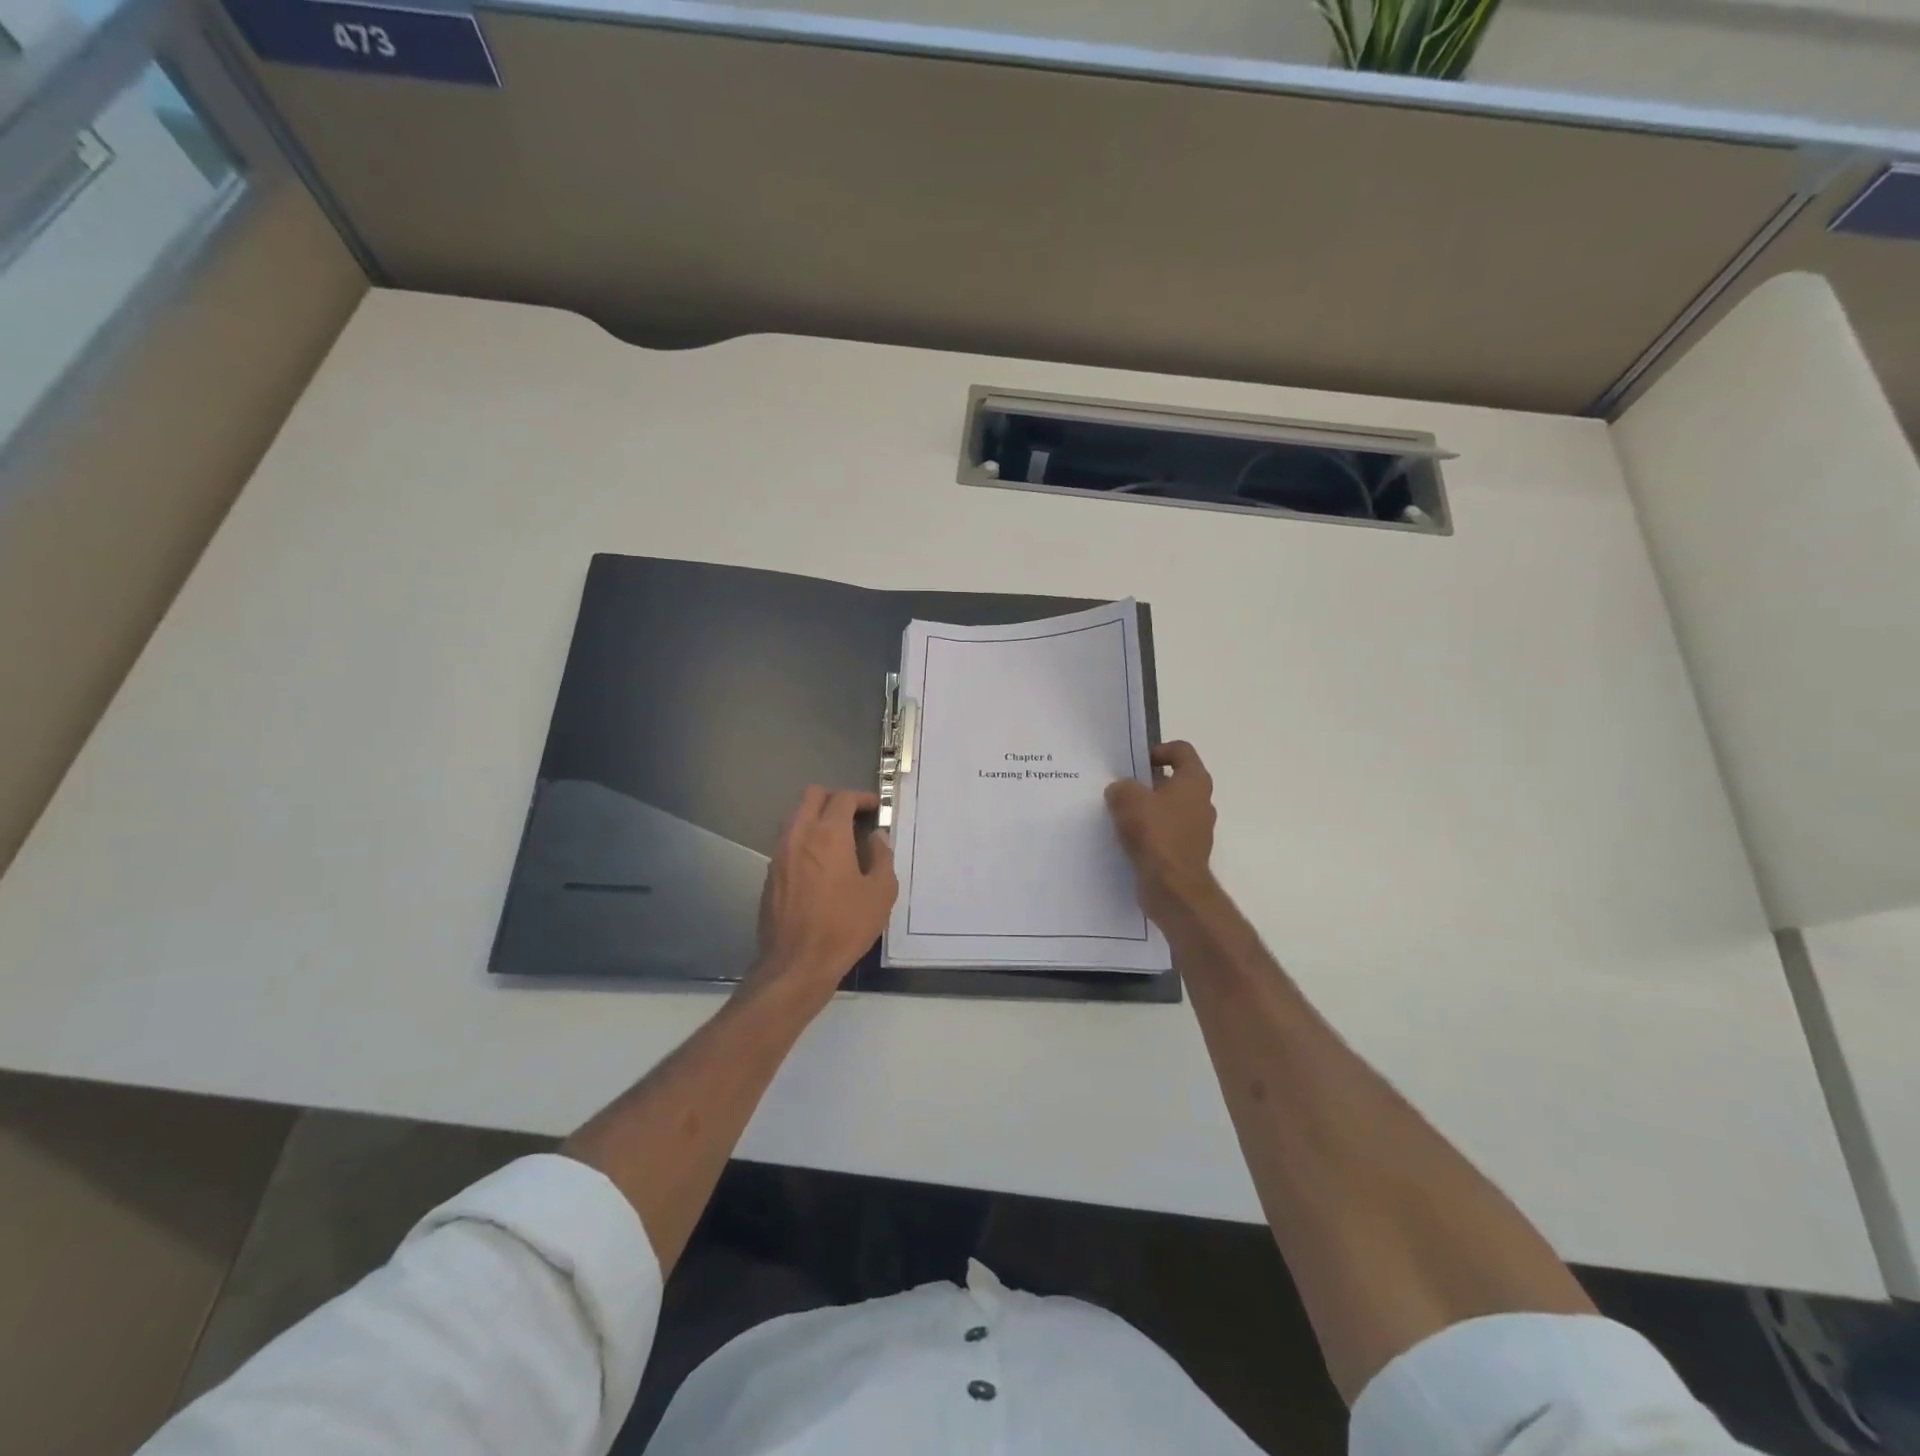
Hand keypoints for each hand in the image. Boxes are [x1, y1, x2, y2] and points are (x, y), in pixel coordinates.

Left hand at [747, 787, 897, 1006]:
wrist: (796, 964)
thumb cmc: (845, 927)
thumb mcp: (881, 893)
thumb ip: (882, 858)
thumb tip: (876, 838)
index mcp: (828, 834)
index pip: (843, 798)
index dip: (862, 798)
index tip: (875, 808)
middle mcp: (799, 835)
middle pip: (812, 796)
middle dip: (835, 798)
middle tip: (854, 815)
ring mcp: (779, 854)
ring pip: (795, 817)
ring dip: (816, 817)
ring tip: (838, 838)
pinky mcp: (770, 874)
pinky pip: (788, 841)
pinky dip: (804, 839)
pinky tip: (820, 863)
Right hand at [1106, 741, 1219, 925]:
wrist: (1173, 888)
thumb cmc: (1156, 834)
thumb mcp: (1128, 799)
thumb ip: (1122, 787)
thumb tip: (1121, 791)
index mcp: (1194, 781)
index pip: (1181, 750)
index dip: (1158, 750)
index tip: (1135, 762)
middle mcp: (1201, 802)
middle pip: (1173, 780)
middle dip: (1146, 782)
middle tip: (1120, 788)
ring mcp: (1196, 829)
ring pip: (1168, 808)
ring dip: (1146, 808)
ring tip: (1118, 814)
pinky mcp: (1186, 852)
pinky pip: (1165, 832)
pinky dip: (1148, 832)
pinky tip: (1126, 838)